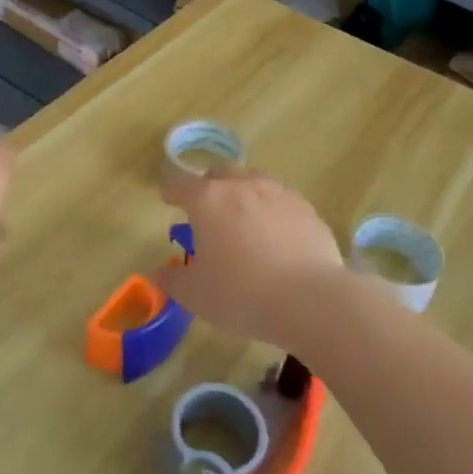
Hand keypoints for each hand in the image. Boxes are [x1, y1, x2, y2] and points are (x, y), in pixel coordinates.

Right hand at [153, 167, 343, 349]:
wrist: (310, 299)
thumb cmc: (241, 293)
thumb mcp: (195, 295)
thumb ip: (174, 281)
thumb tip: (162, 274)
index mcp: (208, 200)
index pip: (181, 185)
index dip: (171, 191)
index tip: (167, 198)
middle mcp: (242, 186)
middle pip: (219, 174)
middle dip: (209, 187)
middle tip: (206, 210)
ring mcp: (278, 193)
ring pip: (253, 182)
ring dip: (242, 194)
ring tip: (242, 219)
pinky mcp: (306, 209)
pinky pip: (281, 201)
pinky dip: (272, 211)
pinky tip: (275, 234)